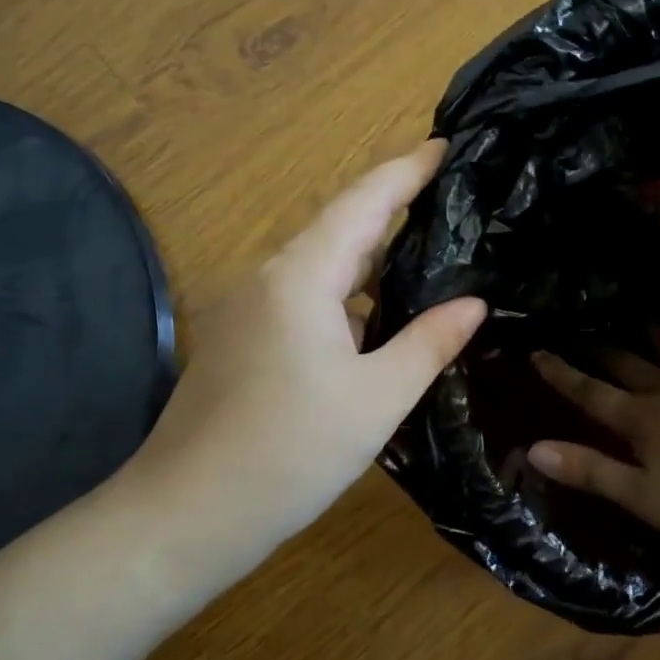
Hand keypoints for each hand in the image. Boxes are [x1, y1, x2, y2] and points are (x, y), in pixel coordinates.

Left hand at [134, 142, 485, 553]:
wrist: (185, 514)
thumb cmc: (289, 453)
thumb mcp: (377, 399)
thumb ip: (429, 342)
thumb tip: (474, 302)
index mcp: (302, 275)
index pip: (364, 201)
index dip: (407, 170)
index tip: (448, 146)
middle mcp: (270, 276)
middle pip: (341, 226)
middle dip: (395, 208)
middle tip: (454, 200)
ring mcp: (249, 307)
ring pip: (322, 263)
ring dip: (372, 254)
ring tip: (429, 250)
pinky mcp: (243, 337)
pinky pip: (305, 294)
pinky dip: (347, 291)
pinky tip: (378, 313)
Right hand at [528, 327, 659, 545]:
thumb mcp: (641, 496)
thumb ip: (588, 470)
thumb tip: (532, 449)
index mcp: (639, 418)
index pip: (589, 393)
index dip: (561, 374)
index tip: (537, 352)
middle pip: (627, 364)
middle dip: (601, 350)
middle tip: (584, 331)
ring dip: (659, 334)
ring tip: (645, 316)